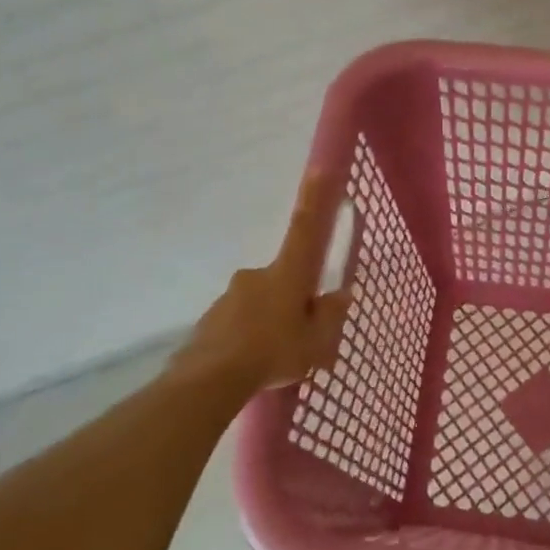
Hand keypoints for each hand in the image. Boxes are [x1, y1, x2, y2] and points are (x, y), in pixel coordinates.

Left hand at [174, 173, 351, 391]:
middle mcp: (256, 276)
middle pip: (282, 279)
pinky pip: (237, 322)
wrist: (209, 379)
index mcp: (287, 275)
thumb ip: (330, 317)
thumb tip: (340, 295)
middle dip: (291, 300)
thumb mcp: (316, 343)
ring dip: (268, 321)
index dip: (315, 200)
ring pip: (258, 302)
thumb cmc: (273, 353)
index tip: (319, 169)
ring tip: (272, 359)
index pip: (305, 229)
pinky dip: (246, 337)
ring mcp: (230, 296)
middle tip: (298, 336)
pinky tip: (250, 364)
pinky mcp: (210, 318)